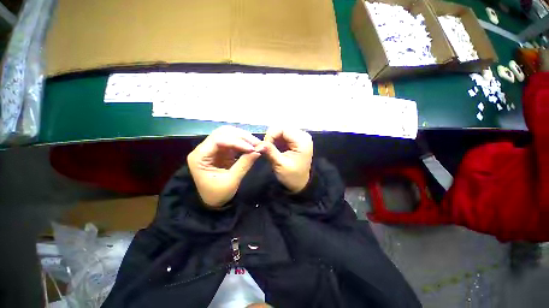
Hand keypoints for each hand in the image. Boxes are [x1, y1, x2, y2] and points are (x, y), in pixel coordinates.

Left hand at [187, 126, 260, 207]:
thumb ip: (245, 164)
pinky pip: (233, 141)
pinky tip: (251, 146)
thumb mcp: (232, 181)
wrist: (214, 202)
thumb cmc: (218, 194)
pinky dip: (243, 142)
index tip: (252, 148)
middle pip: (222, 133)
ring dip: (243, 137)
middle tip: (257, 143)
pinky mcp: (221, 151)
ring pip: (228, 134)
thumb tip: (259, 150)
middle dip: (241, 136)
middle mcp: (204, 149)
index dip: (236, 141)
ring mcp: (213, 148)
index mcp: (199, 157)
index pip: (218, 140)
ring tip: (256, 144)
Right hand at [256, 128, 312, 192]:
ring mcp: (299, 137)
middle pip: (282, 128)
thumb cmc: (292, 176)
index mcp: (302, 141)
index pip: (283, 129)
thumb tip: (257, 144)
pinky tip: (275, 148)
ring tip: (270, 150)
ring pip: (281, 130)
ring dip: (273, 139)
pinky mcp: (295, 139)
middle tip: (266, 148)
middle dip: (271, 137)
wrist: (300, 183)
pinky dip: (276, 140)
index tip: (264, 146)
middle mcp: (302, 135)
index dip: (271, 135)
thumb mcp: (280, 165)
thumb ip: (270, 152)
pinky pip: (282, 135)